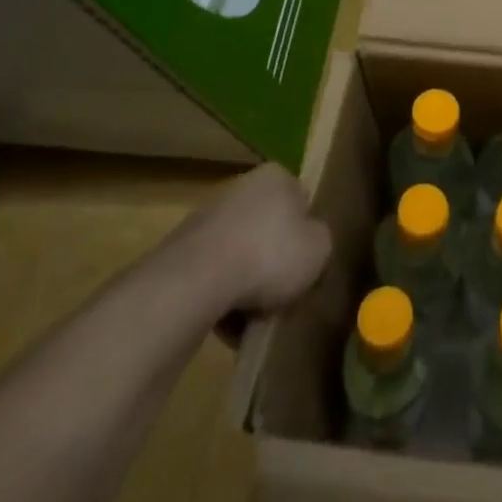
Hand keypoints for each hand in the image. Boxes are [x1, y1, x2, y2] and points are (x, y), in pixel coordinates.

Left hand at [175, 164, 330, 316]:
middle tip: (283, 296)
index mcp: (277, 177)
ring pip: (240, 254)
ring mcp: (207, 217)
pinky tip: (227, 324)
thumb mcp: (319, 250)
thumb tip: (310, 243)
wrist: (195, 281)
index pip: (302, 202)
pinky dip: (221, 295)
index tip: (308, 266)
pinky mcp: (180, 250)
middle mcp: (241, 186)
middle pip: (268, 229)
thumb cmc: (269, 255)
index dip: (307, 236)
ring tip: (253, 319)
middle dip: (274, 262)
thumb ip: (321, 241)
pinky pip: (213, 274)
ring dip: (247, 283)